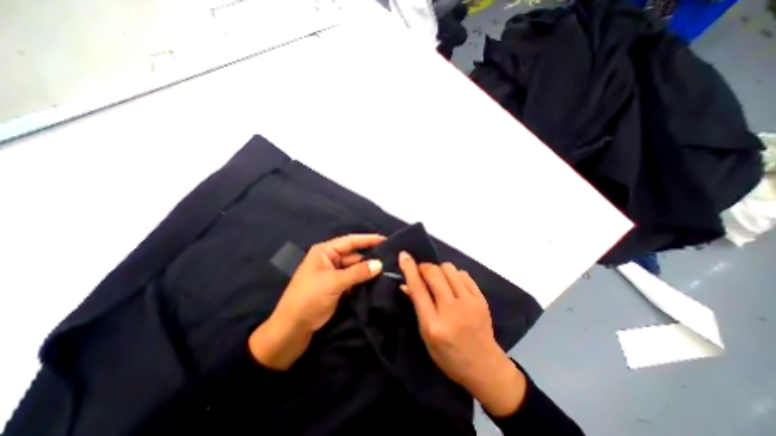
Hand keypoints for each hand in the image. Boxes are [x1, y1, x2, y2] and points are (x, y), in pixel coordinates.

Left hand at [248, 236, 383, 368]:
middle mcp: (330, 259)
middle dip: (370, 257)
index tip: (386, 239)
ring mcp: (333, 274)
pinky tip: (377, 281)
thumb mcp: (334, 282)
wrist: (292, 329)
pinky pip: (353, 280)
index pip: (350, 241)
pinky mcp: (337, 287)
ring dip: (368, 270)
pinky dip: (363, 281)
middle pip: (354, 255)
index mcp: (325, 252)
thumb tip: (379, 264)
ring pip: (355, 268)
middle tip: (391, 258)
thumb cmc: (309, 298)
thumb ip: (358, 272)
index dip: (368, 240)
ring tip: (388, 269)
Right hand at [400, 255, 527, 417]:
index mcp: (433, 325)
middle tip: (422, 273)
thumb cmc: (448, 355)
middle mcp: (451, 311)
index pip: (418, 289)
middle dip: (424, 267)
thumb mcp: (426, 336)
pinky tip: (453, 285)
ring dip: (439, 270)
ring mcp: (469, 303)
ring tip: (439, 280)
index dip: (409, 269)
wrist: (484, 367)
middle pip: (434, 273)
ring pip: (449, 269)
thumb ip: (416, 307)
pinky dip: (454, 275)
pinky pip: (463, 274)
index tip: (404, 255)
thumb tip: (405, 284)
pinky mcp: (481, 299)